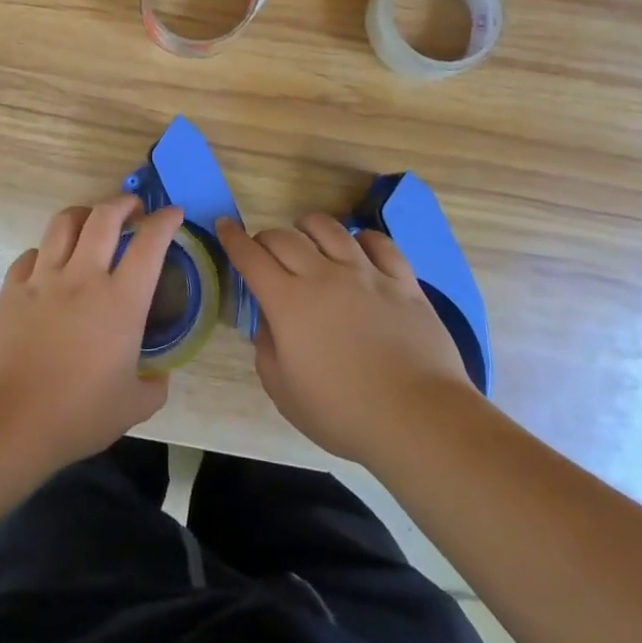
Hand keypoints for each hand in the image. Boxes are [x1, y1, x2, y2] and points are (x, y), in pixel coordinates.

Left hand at [0, 196, 180, 469]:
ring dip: (83, 214)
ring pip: (64, 223)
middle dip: (123, 203)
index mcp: (121, 300)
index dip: (165, 221)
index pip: (150, 243)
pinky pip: (31, 254)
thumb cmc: (77, 414)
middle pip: (104, 216)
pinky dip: (45, 252)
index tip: (173, 213)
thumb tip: (158, 375)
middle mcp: (83, 276)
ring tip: (90, 222)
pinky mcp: (11, 289)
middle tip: (132, 208)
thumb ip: (153, 385)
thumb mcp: (132, 407)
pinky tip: (47, 265)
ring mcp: (43, 278)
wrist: (8, 420)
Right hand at [217, 213, 472, 465]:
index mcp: (288, 302)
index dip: (233, 238)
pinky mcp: (402, 281)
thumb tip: (269, 325)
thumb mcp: (284, 392)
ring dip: (309, 226)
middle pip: (285, 237)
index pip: (251, 257)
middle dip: (266, 237)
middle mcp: (323, 276)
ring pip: (330, 229)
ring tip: (306, 233)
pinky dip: (362, 238)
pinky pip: (379, 243)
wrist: (417, 417)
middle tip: (264, 249)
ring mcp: (365, 274)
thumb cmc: (342, 412)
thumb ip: (267, 350)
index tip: (224, 225)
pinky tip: (358, 245)